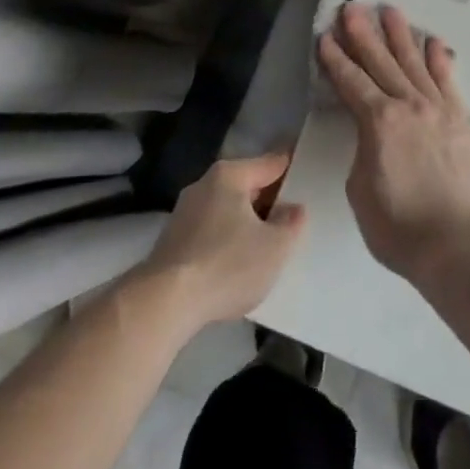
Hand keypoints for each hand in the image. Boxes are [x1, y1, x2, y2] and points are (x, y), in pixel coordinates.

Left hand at [132, 155, 305, 330]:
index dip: (292, 167)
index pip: (271, 163)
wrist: (162, 306)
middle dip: (267, 199)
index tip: (307, 171)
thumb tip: (293, 209)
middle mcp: (204, 185)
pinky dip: (225, 242)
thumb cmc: (226, 265)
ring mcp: (184, 214)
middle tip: (290, 215)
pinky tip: (235, 264)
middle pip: (246, 186)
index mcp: (231, 175)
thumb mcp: (275, 247)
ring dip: (245, 223)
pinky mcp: (171, 244)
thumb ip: (291, 223)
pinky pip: (210, 233)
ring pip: (226, 211)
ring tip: (265, 243)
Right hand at [317, 3, 469, 284]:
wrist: (459, 242)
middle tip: (352, 8)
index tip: (325, 36)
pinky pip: (447, 79)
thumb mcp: (361, 190)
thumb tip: (371, 134)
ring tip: (390, 10)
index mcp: (378, 122)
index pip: (351, 82)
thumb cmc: (400, 227)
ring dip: (400, 35)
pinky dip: (439, 58)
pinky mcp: (460, 117)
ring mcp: (437, 107)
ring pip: (414, 61)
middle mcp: (408, 104)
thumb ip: (364, 151)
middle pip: (381, 61)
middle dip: (363, 34)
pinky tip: (433, 41)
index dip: (335, 59)